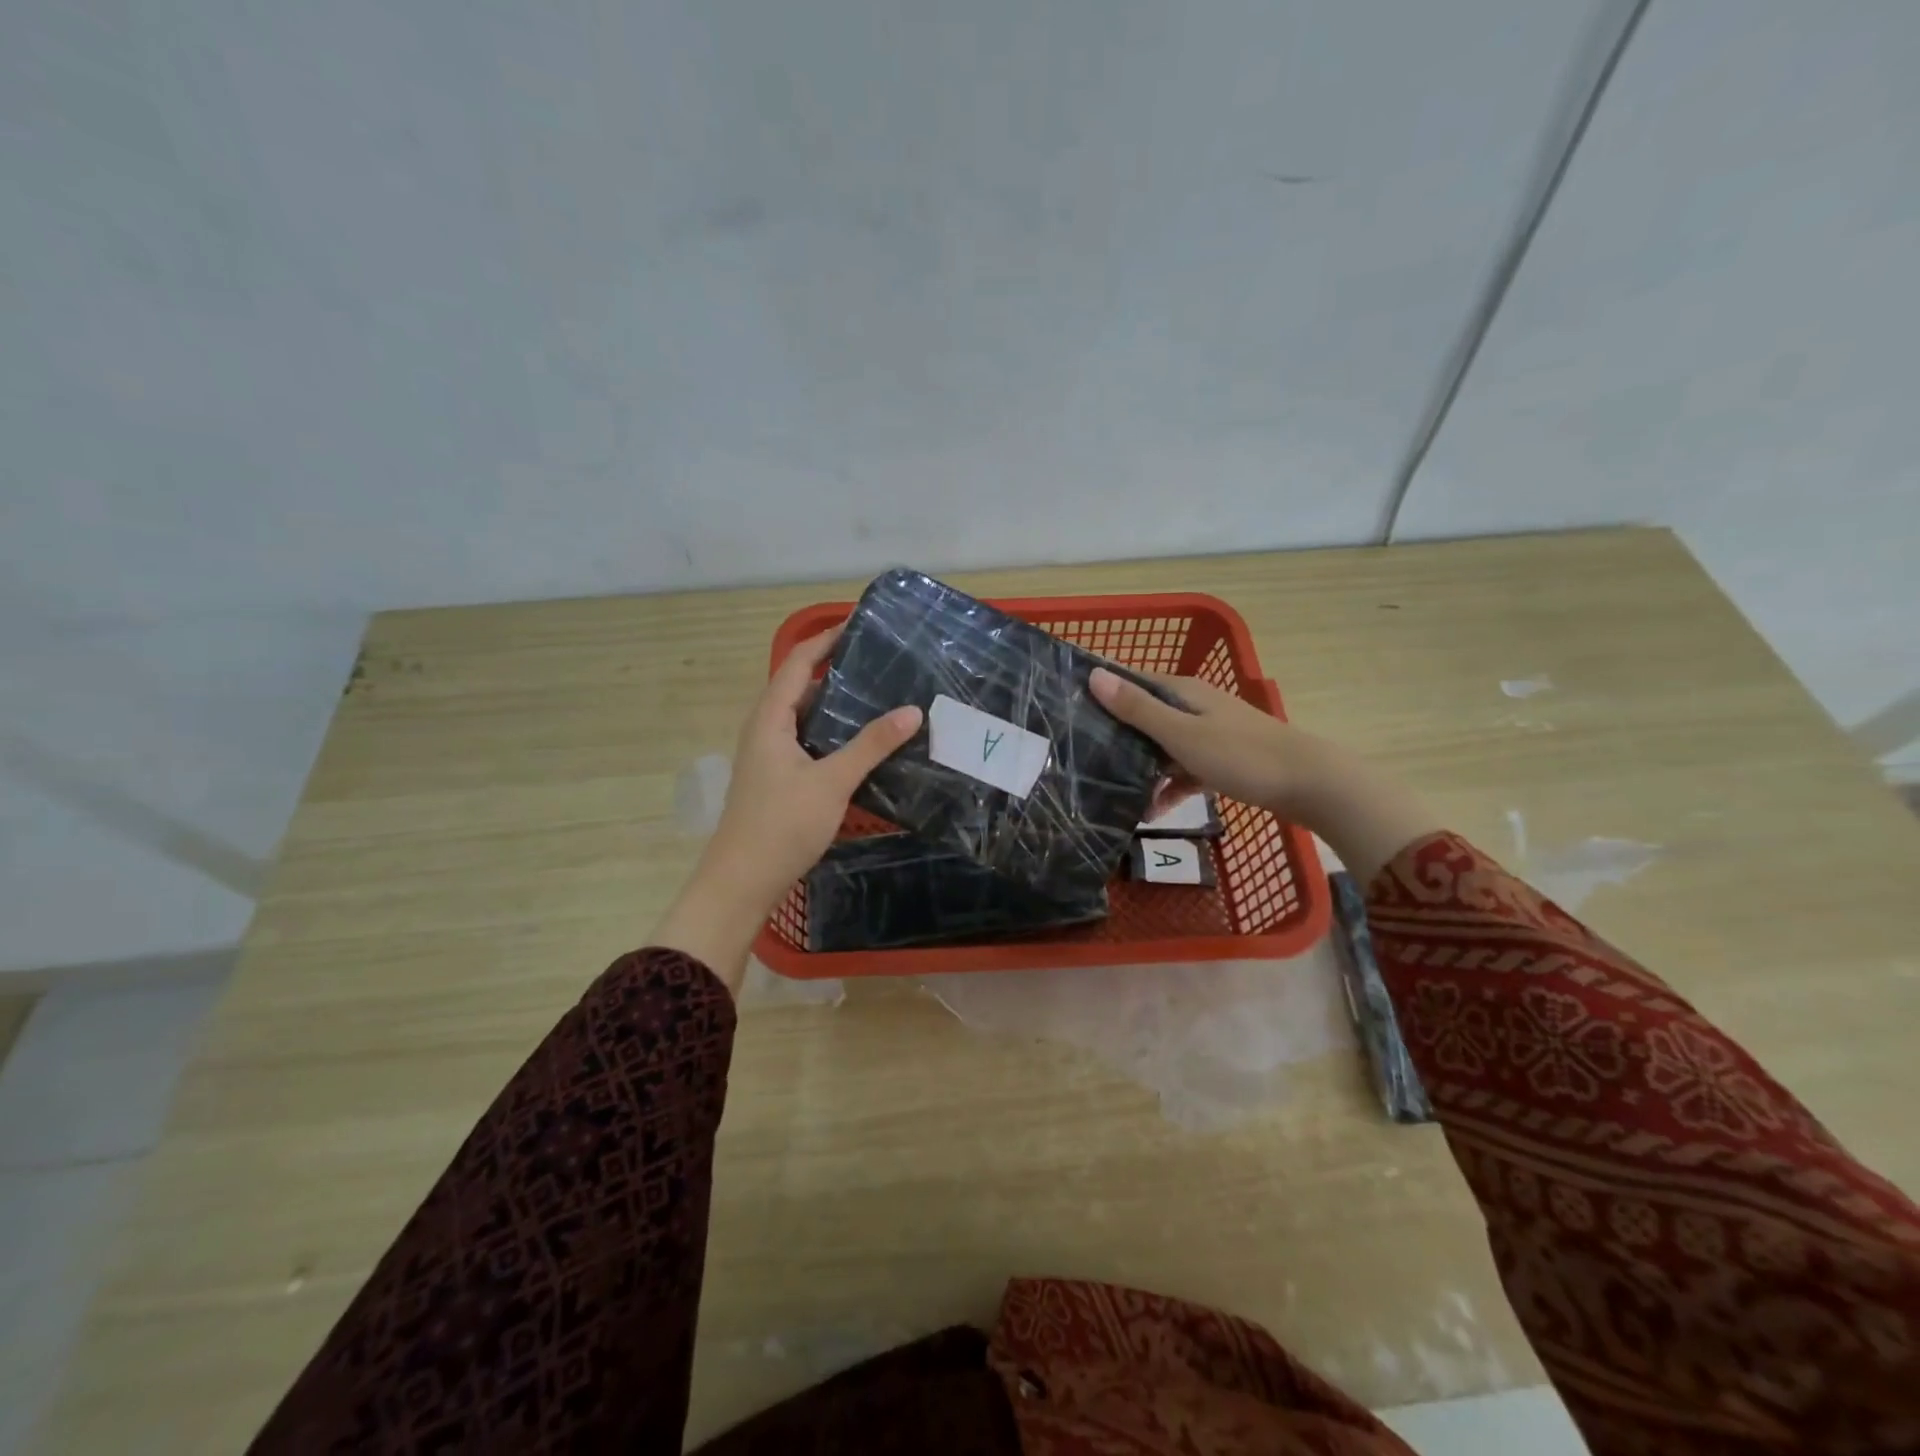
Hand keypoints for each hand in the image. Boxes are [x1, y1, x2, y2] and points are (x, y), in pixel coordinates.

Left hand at [652, 626, 921, 992]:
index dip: (826, 639)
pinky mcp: (777, 778)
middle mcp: (765, 729)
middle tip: (881, 660)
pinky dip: (832, 731)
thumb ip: (871, 745)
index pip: (798, 661)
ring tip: (878, 694)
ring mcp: (769, 755)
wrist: (740, 882)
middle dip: (836, 668)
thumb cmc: (781, 825)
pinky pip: (807, 740)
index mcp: (770, 718)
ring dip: (835, 702)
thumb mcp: (832, 782)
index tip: (861, 623)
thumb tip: (913, 710)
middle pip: (800, 685)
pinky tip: (861, 742)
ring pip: (805, 716)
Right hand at [1089, 666, 1440, 883]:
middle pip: (1143, 714)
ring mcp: (1209, 733)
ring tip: (1108, 789)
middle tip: (1077, 754)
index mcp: (1183, 691)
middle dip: (1114, 733)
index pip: (1130, 681)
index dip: (1100, 688)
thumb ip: (1138, 709)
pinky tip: (1152, 811)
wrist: (1311, 784)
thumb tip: (1094, 674)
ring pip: (1161, 745)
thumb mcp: (1182, 734)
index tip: (1064, 703)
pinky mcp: (1221, 760)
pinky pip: (1183, 769)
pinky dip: (1168, 786)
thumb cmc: (1241, 755)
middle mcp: (1194, 706)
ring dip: (1140, 766)